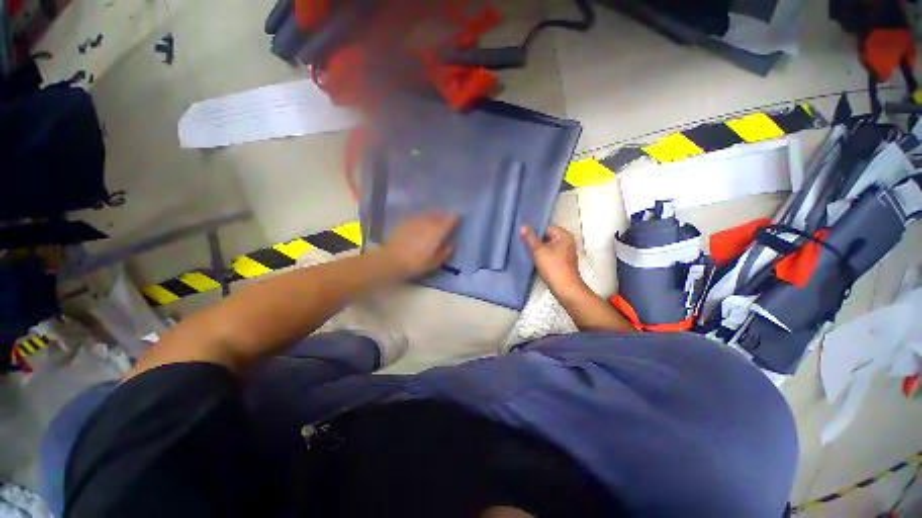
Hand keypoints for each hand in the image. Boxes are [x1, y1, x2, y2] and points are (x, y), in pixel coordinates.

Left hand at [382, 213, 457, 278]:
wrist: (390, 260)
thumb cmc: (415, 264)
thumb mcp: (434, 262)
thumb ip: (445, 252)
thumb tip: (452, 243)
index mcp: (437, 232)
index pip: (450, 220)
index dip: (456, 218)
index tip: (459, 217)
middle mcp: (428, 222)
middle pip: (439, 214)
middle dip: (445, 215)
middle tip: (448, 219)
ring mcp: (415, 220)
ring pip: (428, 214)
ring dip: (434, 215)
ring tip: (436, 219)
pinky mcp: (405, 222)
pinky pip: (418, 217)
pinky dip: (423, 218)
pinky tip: (422, 223)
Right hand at [521, 225, 584, 295]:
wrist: (565, 288)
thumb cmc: (553, 267)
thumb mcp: (538, 251)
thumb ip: (530, 238)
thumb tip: (523, 226)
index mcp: (564, 236)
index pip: (546, 228)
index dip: (535, 232)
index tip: (524, 236)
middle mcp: (567, 242)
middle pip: (547, 237)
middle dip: (536, 241)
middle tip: (523, 244)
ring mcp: (565, 253)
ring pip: (548, 247)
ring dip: (538, 250)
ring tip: (527, 252)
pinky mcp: (562, 263)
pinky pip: (550, 255)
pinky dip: (542, 257)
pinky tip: (534, 260)